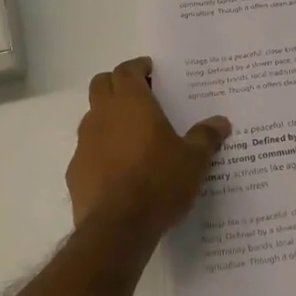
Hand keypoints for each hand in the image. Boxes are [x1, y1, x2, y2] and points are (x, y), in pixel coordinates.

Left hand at [67, 57, 229, 235]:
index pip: (126, 69)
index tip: (151, 72)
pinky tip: (119, 171)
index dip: (138, 67)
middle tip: (141, 97)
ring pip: (92, 117)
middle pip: (102, 84)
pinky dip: (100, 151)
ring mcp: (84, 143)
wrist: (118, 228)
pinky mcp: (75, 172)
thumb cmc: (159, 181)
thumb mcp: (194, 160)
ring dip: (108, 118)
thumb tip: (221, 122)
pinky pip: (87, 151)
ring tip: (132, 137)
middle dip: (118, 85)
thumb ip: (206, 137)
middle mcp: (103, 114)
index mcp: (131, 102)